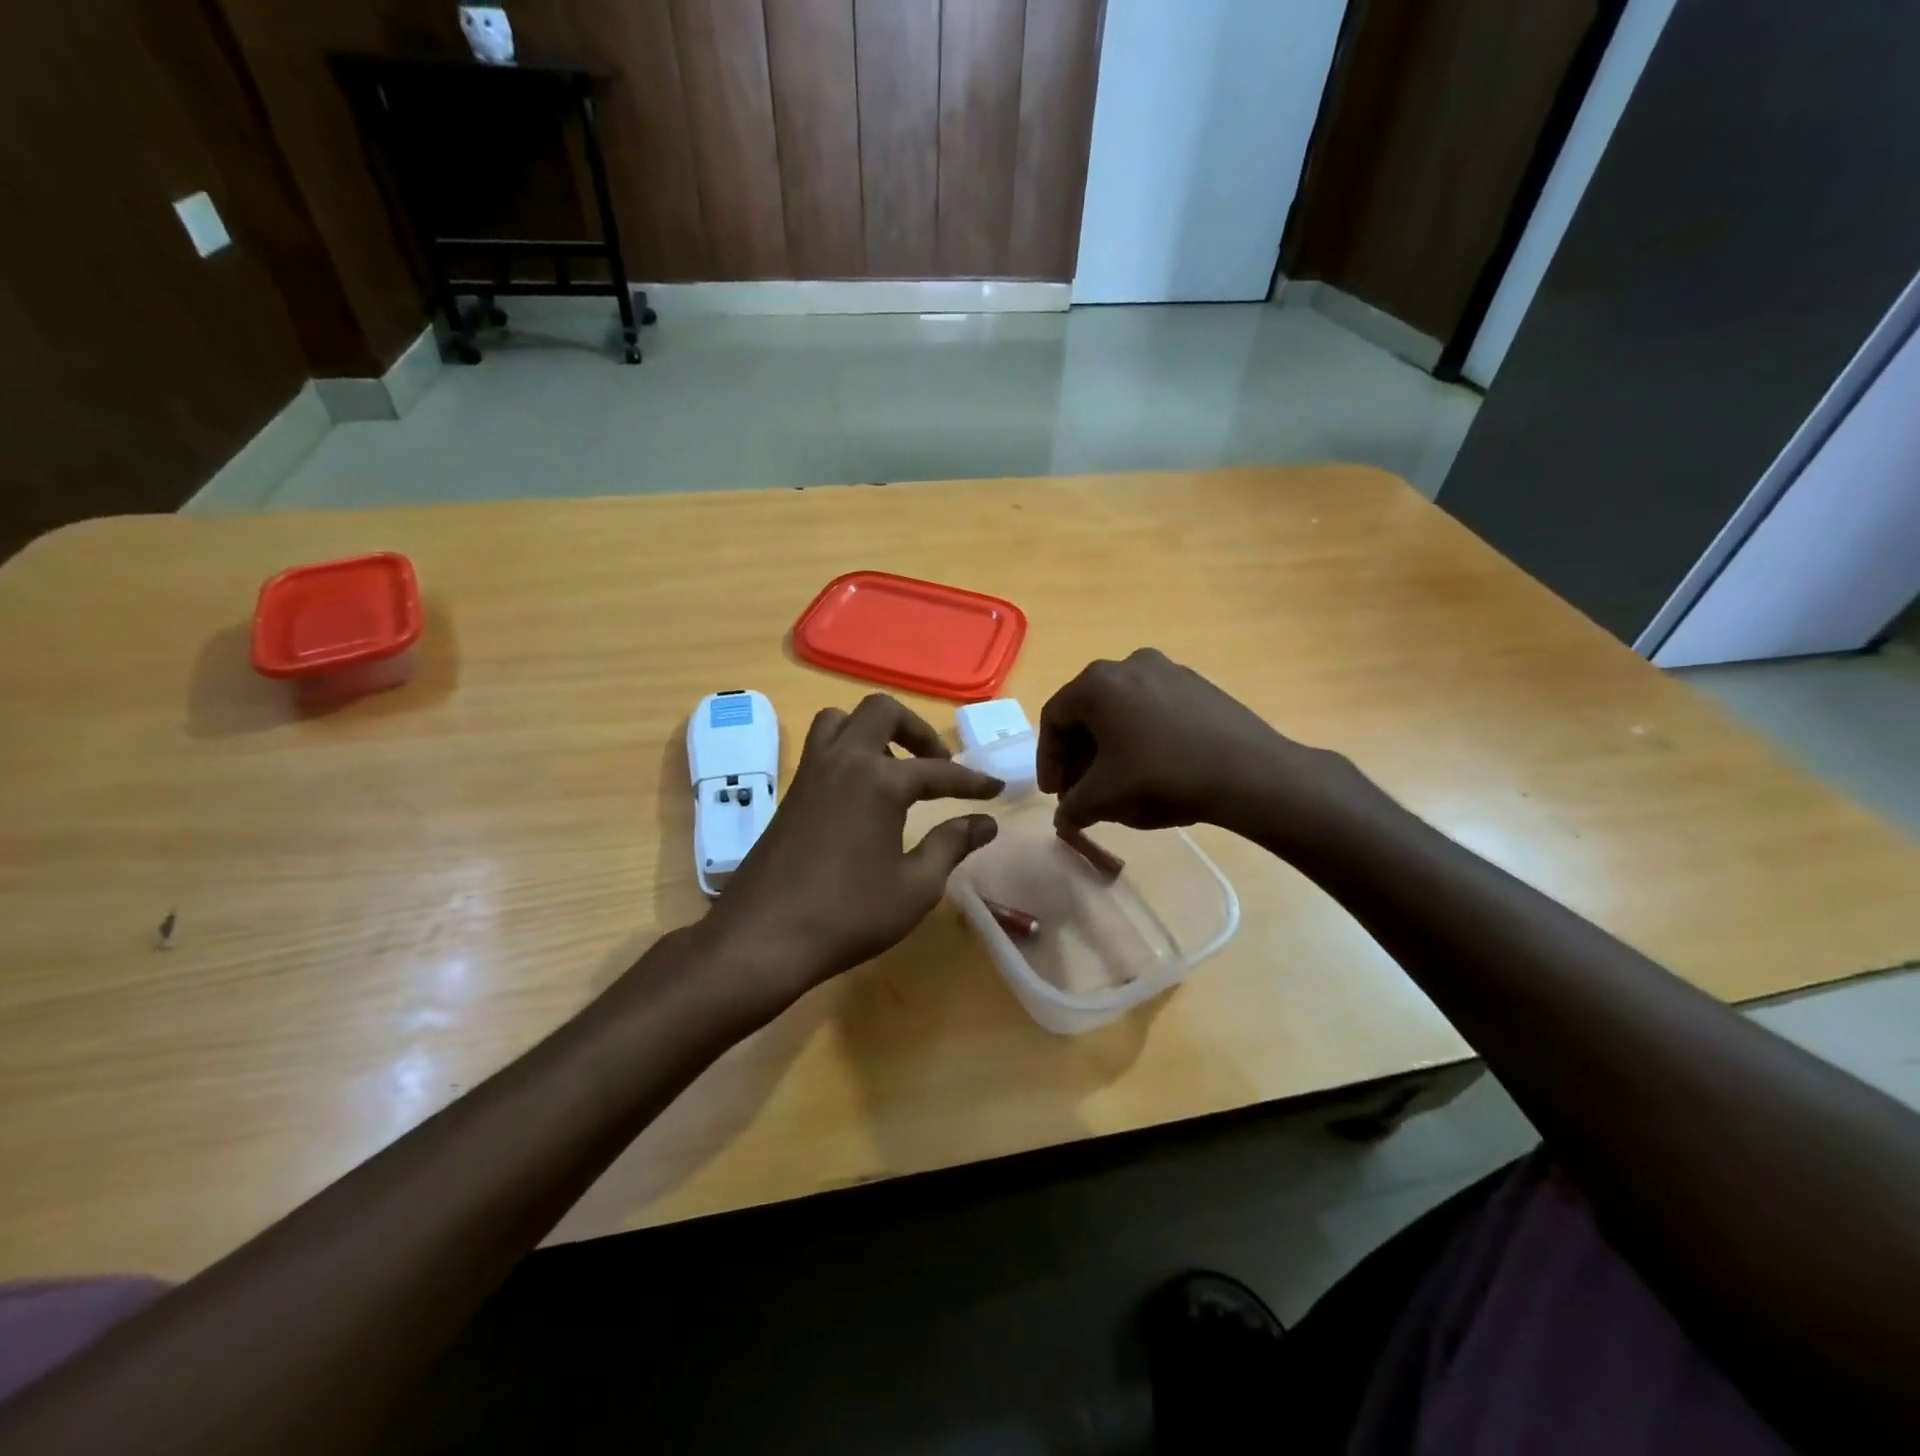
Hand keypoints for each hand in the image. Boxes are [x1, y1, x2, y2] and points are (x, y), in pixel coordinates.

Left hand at [700, 694, 1002, 1006]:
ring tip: (895, 769)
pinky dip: (848, 753)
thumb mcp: (915, 886)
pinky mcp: (790, 793)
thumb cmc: (848, 914)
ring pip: (841, 721)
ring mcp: (810, 774)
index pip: (937, 770)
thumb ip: (952, 845)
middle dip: (917, 730)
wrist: (763, 937)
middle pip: (881, 712)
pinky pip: (822, 748)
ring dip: (873, 732)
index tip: (995, 788)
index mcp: (878, 780)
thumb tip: (986, 822)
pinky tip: (861, 796)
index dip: (971, 780)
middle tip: (936, 763)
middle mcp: (844, 761)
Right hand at [1038, 649, 1338, 837]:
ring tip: (1115, 783)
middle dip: (1078, 755)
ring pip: (1121, 710)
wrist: (1248, 773)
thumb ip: (1072, 807)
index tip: (1055, 794)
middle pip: (1087, 711)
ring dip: (1108, 746)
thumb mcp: (1104, 798)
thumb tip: (1064, 817)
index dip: (1048, 760)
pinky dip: (1140, 736)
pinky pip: (1153, 709)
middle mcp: (1128, 664)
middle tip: (1081, 791)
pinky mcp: (1198, 685)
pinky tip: (1151, 768)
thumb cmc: (1162, 776)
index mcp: (1097, 683)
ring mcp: (1168, 670)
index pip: (1054, 718)